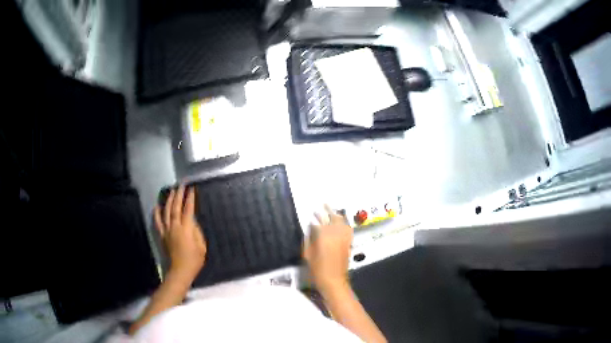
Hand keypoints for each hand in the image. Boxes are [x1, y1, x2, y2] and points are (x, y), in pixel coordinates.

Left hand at [155, 185, 206, 284]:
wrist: (180, 271)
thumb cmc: (194, 260)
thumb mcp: (202, 246)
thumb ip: (197, 232)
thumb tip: (193, 221)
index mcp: (187, 229)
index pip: (188, 209)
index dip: (190, 198)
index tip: (192, 189)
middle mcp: (175, 226)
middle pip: (176, 207)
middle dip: (179, 195)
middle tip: (181, 185)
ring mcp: (167, 230)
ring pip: (166, 211)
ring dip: (169, 200)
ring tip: (172, 191)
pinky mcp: (162, 235)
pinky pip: (158, 222)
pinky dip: (157, 213)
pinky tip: (157, 206)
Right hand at [304, 205, 352, 292]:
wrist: (334, 281)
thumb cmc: (317, 270)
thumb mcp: (308, 254)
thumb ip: (308, 239)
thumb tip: (310, 229)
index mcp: (324, 236)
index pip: (319, 222)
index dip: (315, 217)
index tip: (311, 213)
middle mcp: (335, 234)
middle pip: (333, 218)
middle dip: (328, 211)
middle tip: (323, 204)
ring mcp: (344, 238)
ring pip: (342, 222)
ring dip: (336, 215)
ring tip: (332, 210)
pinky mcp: (348, 243)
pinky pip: (347, 229)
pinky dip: (344, 223)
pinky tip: (341, 222)